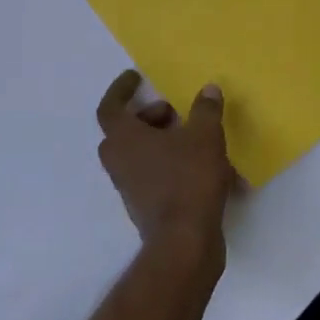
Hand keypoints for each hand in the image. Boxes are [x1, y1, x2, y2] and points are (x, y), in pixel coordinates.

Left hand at [95, 71, 238, 256]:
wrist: (185, 242)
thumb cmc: (188, 179)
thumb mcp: (205, 136)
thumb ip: (205, 109)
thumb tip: (208, 90)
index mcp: (123, 139)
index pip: (110, 107)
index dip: (121, 89)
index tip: (136, 77)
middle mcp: (119, 162)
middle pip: (125, 131)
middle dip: (149, 117)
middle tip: (175, 113)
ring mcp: (129, 187)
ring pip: (140, 154)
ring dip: (162, 141)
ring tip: (196, 139)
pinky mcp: (144, 207)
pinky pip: (154, 176)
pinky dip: (172, 165)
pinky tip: (205, 168)